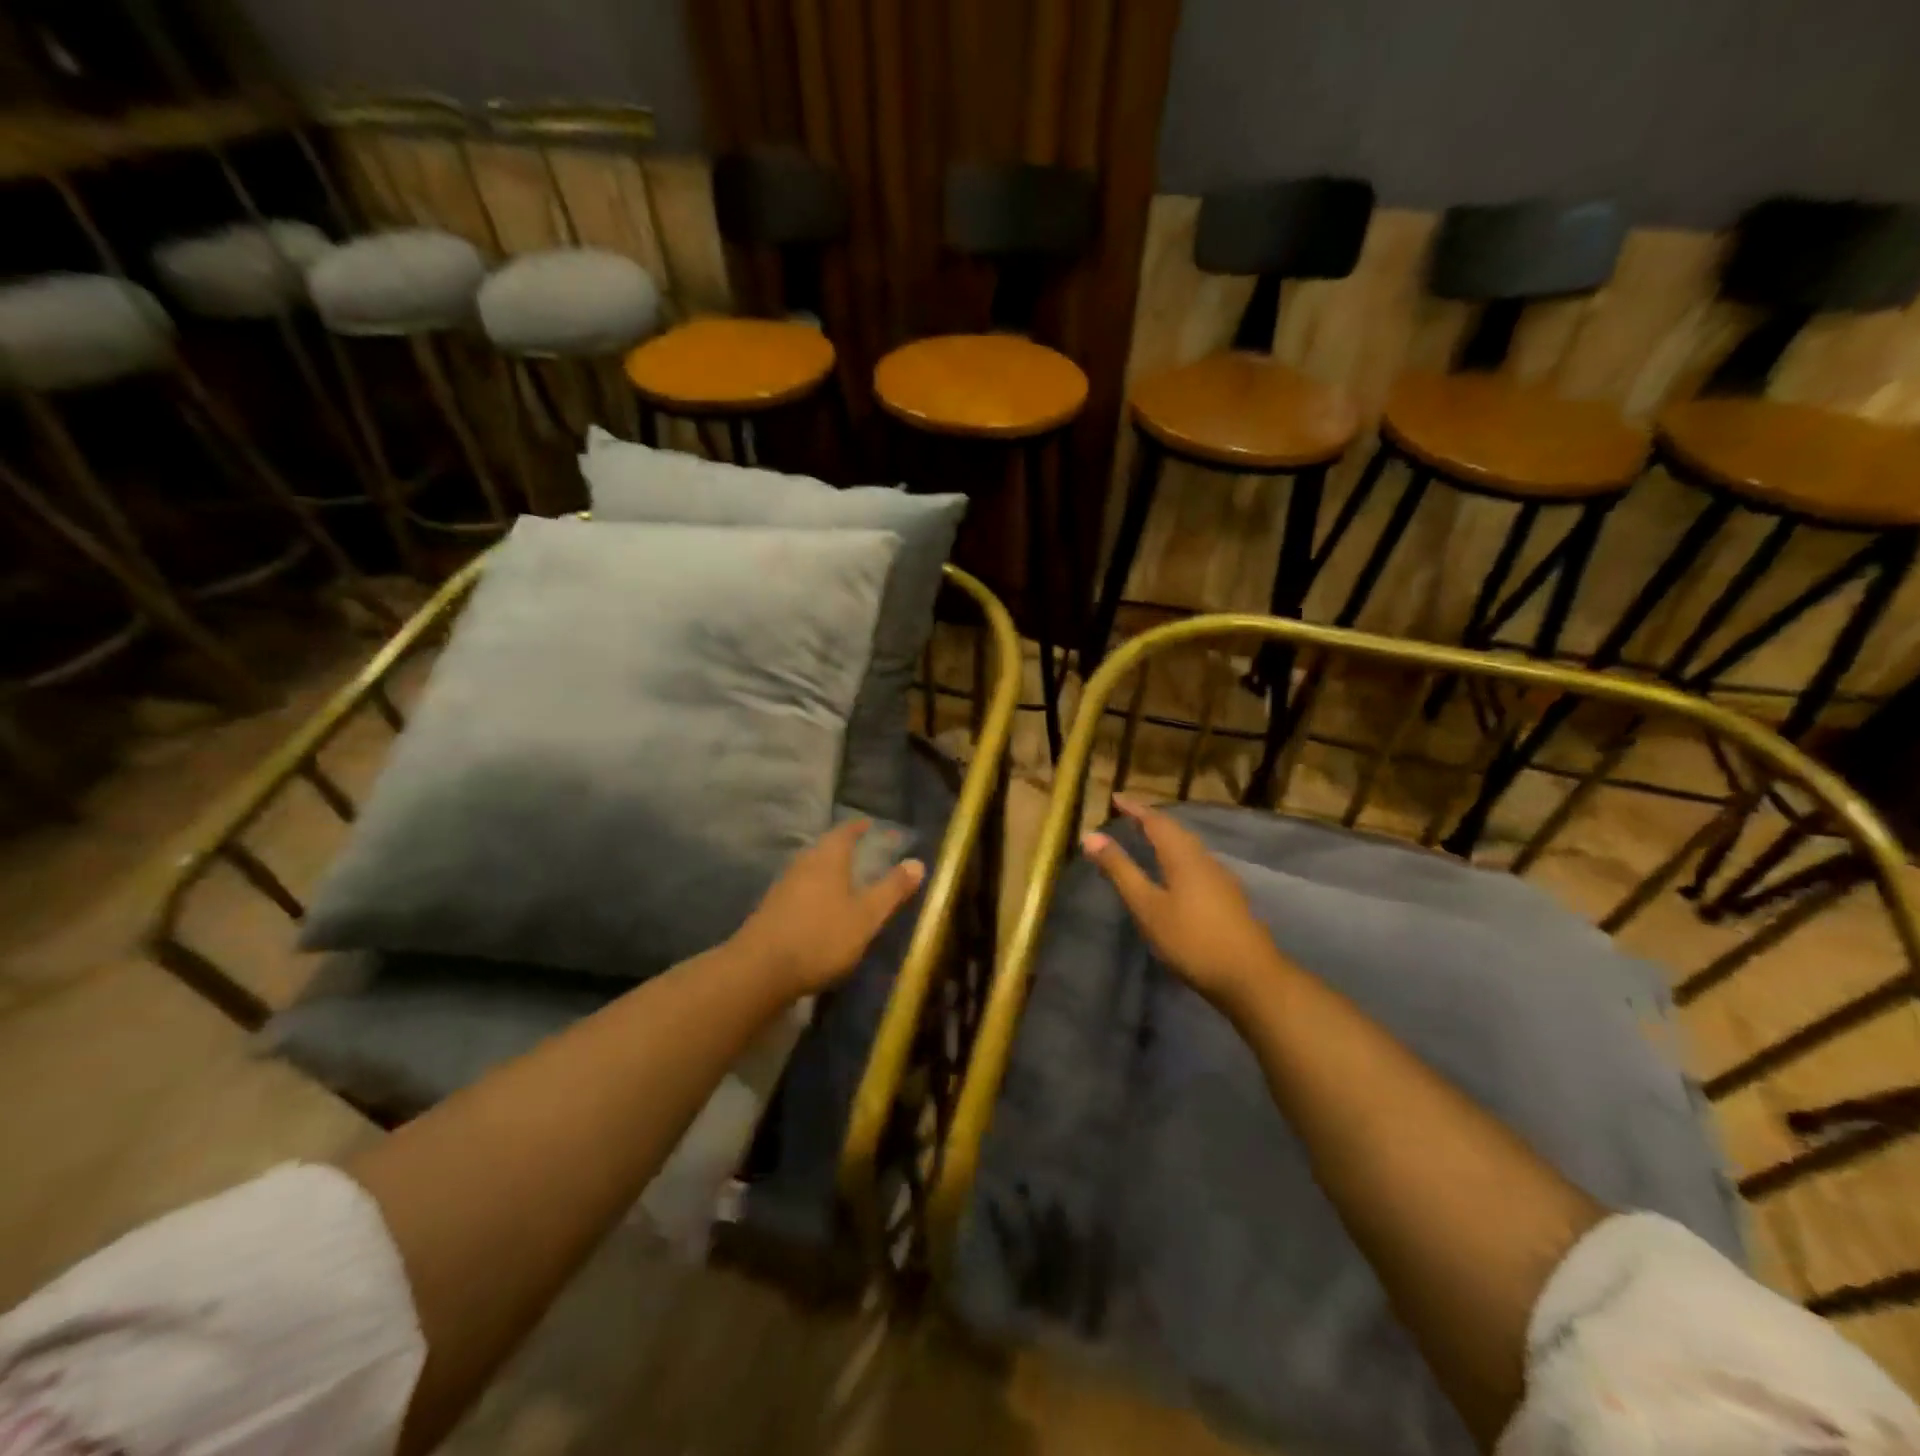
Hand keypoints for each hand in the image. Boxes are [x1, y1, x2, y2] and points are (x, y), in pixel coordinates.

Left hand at [733, 818, 925, 997]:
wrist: (759, 971)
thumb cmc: (821, 937)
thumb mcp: (866, 916)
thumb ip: (892, 889)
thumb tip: (917, 862)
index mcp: (827, 858)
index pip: (844, 832)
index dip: (858, 828)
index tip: (870, 825)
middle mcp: (802, 865)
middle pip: (825, 849)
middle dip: (843, 849)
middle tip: (863, 853)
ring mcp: (783, 888)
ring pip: (811, 871)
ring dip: (828, 872)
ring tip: (846, 882)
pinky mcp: (771, 911)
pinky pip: (800, 891)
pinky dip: (815, 893)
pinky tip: (822, 911)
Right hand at [1081, 795, 1292, 1006]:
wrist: (1250, 977)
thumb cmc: (1191, 939)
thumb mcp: (1147, 906)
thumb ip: (1120, 870)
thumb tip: (1091, 836)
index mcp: (1183, 855)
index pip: (1156, 821)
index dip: (1135, 808)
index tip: (1116, 797)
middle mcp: (1204, 859)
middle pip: (1176, 831)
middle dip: (1152, 820)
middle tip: (1129, 816)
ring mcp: (1221, 878)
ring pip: (1189, 847)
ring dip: (1167, 838)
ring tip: (1148, 840)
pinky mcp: (1228, 897)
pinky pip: (1197, 863)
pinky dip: (1178, 856)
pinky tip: (1174, 873)